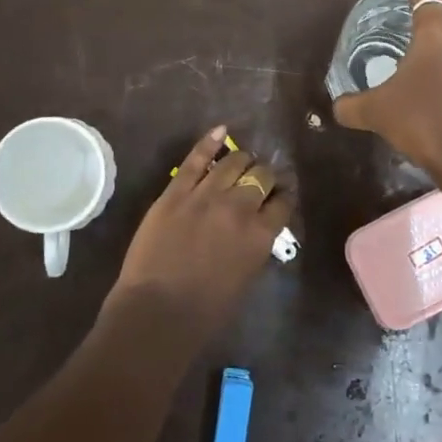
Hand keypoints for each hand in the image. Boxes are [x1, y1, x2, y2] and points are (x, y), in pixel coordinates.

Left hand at [103, 126, 295, 340]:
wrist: (157, 311)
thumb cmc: (205, 311)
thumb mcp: (245, 279)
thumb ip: (254, 247)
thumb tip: (257, 228)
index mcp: (261, 236)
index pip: (283, 203)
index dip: (284, 195)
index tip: (282, 194)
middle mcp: (239, 208)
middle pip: (261, 177)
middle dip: (265, 175)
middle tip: (261, 178)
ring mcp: (205, 196)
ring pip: (232, 162)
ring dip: (242, 159)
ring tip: (243, 159)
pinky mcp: (176, 192)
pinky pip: (195, 159)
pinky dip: (210, 142)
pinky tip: (221, 131)